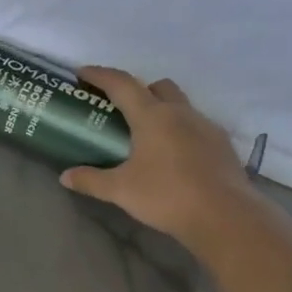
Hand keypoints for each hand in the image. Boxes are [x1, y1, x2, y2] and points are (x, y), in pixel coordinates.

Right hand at [60, 67, 257, 248]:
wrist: (227, 218)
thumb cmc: (167, 196)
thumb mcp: (120, 190)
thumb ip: (91, 180)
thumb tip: (64, 177)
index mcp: (152, 116)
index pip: (121, 83)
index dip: (100, 75)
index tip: (82, 73)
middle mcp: (180, 113)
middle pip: (157, 86)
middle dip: (137, 90)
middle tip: (119, 108)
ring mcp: (206, 127)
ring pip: (180, 105)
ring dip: (161, 109)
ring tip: (146, 134)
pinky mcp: (222, 146)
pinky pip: (196, 126)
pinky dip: (180, 130)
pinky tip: (173, 155)